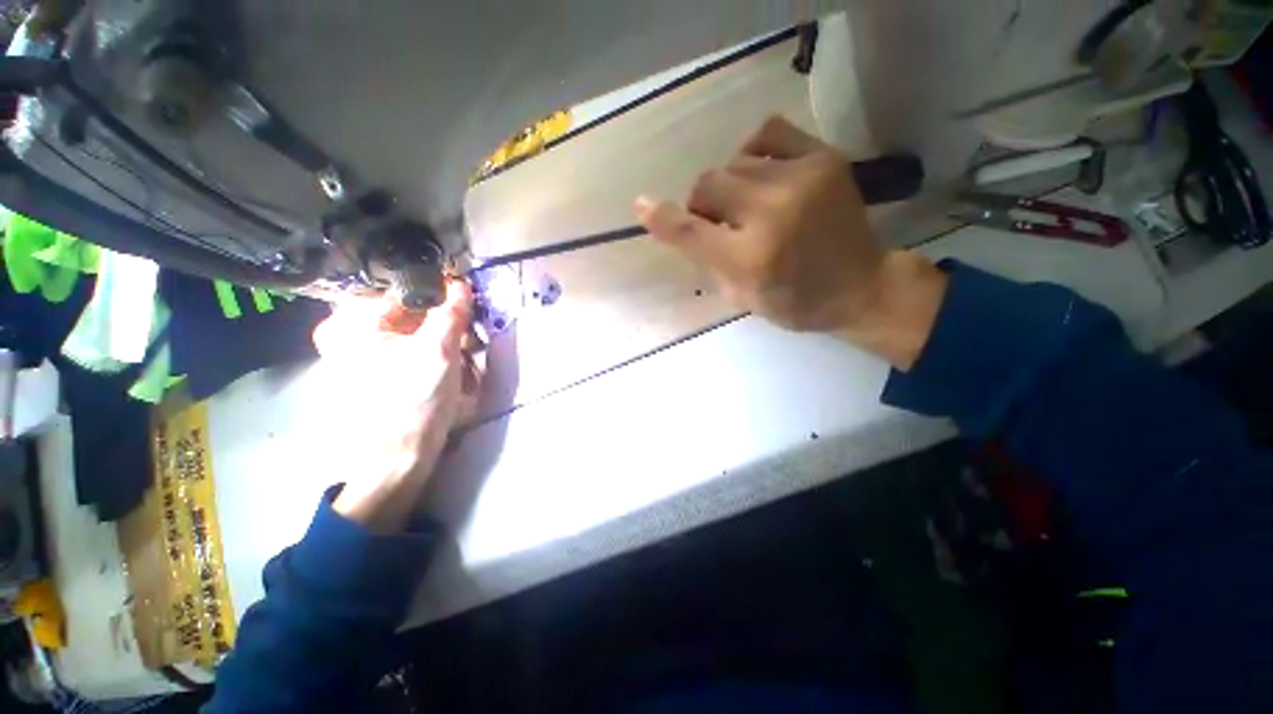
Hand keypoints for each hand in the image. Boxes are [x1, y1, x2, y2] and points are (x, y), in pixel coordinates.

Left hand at [311, 281, 478, 532]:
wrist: (397, 458)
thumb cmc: (414, 400)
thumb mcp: (439, 351)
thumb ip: (451, 313)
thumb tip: (461, 283)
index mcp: (352, 323)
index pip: (406, 292)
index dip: (441, 296)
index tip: (468, 306)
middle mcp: (348, 334)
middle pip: (409, 314)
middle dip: (444, 326)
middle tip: (468, 341)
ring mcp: (359, 355)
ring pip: (413, 334)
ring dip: (443, 342)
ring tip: (463, 362)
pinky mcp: (373, 373)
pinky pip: (409, 351)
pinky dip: (432, 356)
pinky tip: (449, 372)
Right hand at [635, 116, 946, 369]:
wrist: (862, 285)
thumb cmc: (796, 303)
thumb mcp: (742, 298)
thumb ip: (709, 262)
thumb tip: (682, 226)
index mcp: (751, 260)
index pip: (690, 231)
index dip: (660, 218)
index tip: (641, 205)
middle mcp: (772, 214)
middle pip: (706, 185)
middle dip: (701, 205)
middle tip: (718, 221)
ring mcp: (801, 179)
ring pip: (731, 163)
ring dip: (726, 186)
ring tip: (745, 203)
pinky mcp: (823, 158)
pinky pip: (766, 132)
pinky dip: (751, 153)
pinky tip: (760, 172)